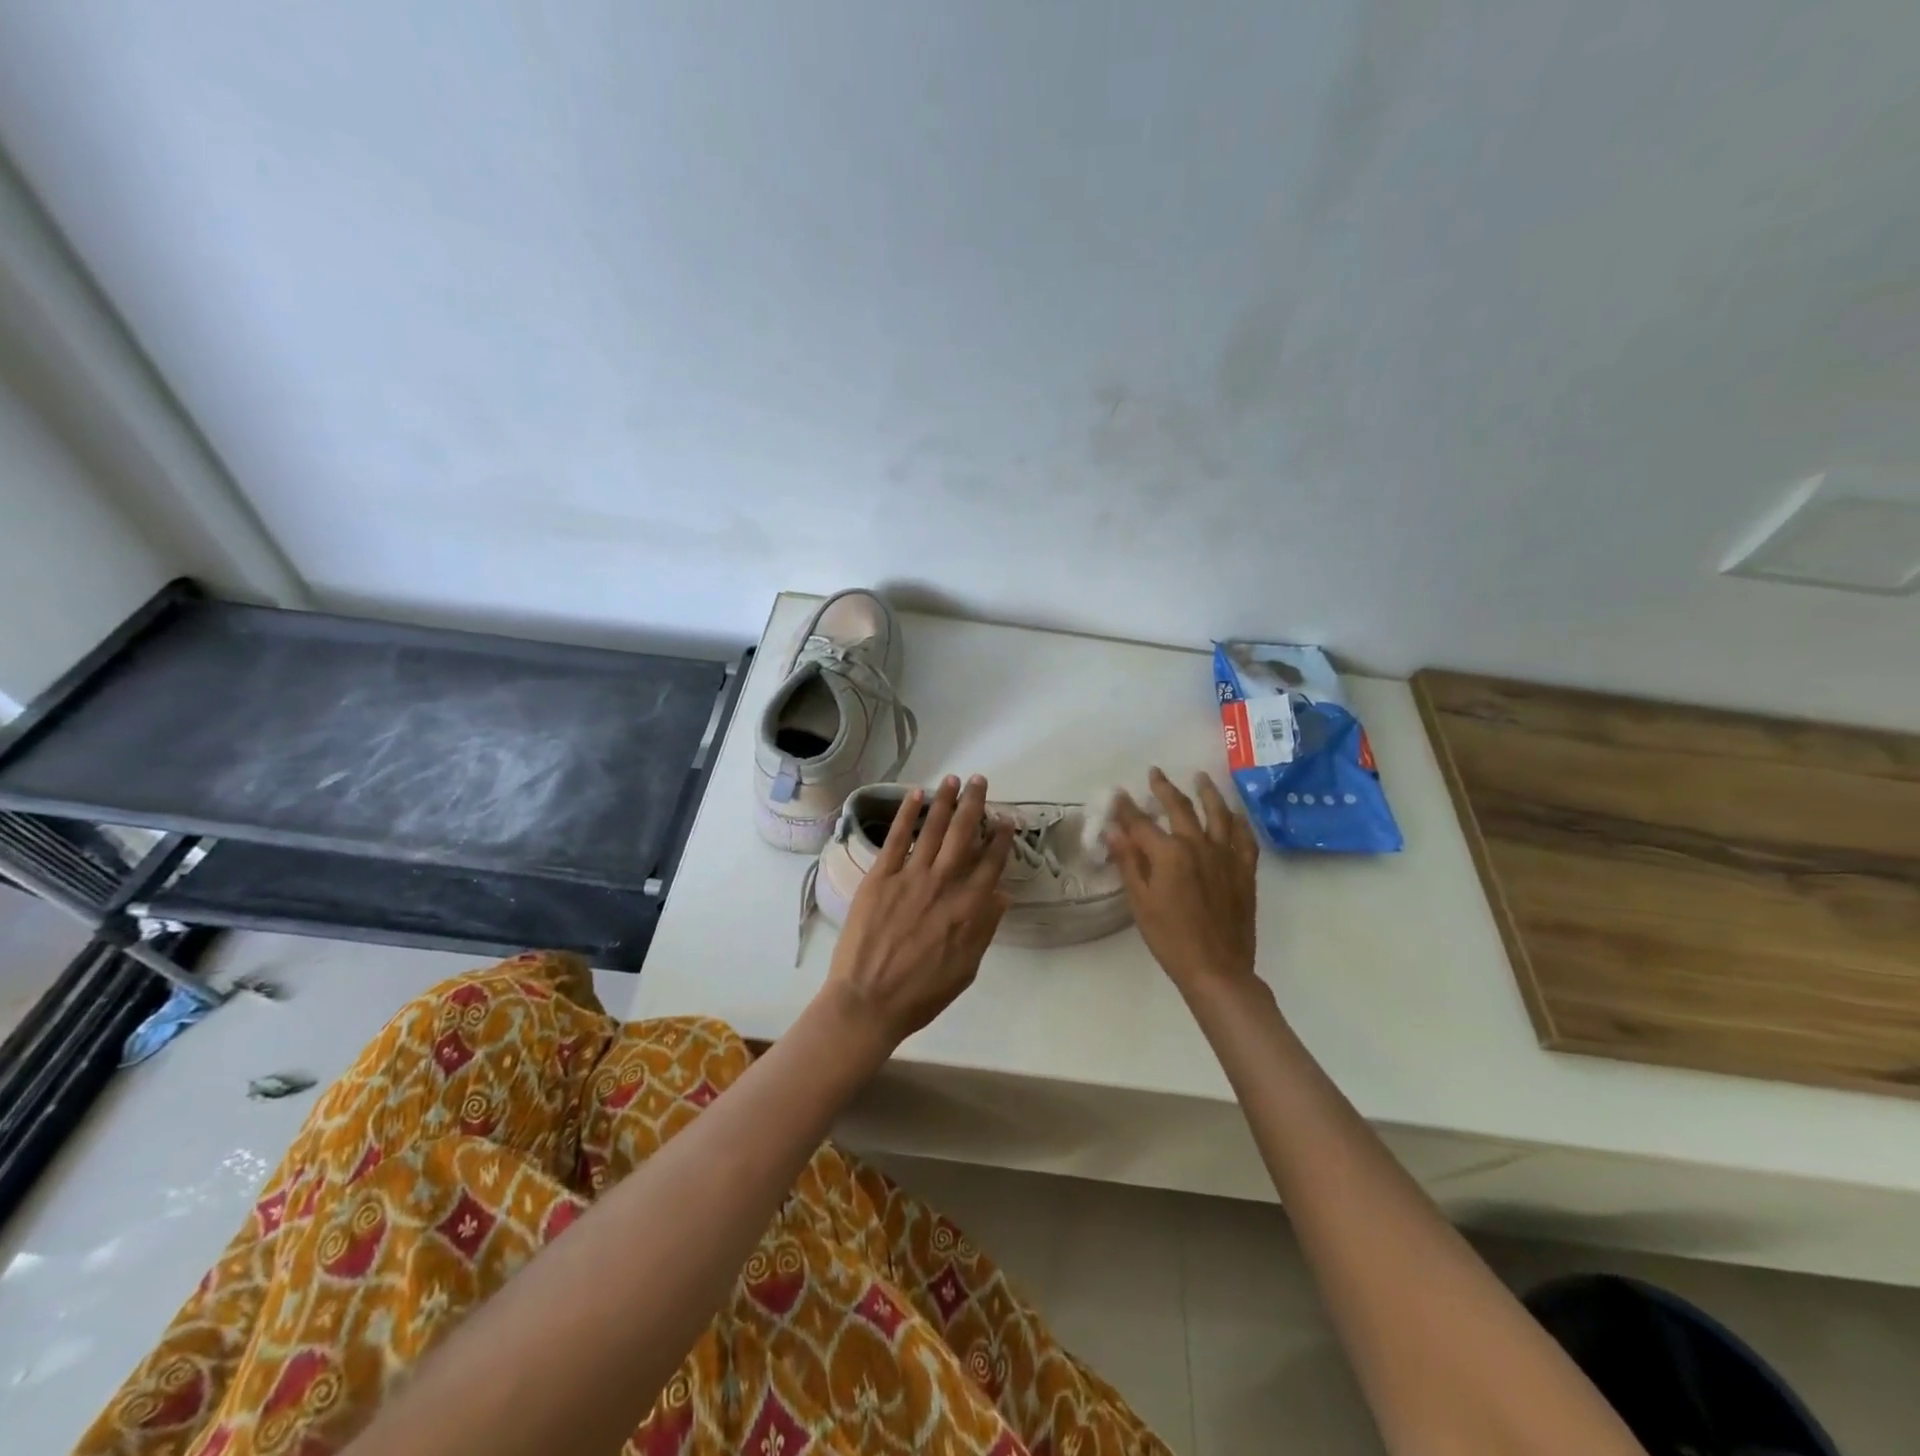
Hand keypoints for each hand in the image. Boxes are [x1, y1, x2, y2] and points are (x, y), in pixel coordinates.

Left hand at [819, 774, 1013, 1052]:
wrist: (868, 1000)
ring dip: (945, 801)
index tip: (1006, 819)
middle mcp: (943, 883)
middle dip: (974, 805)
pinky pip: (896, 838)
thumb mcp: (966, 968)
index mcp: (968, 907)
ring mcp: (910, 877)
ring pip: (932, 829)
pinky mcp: (880, 876)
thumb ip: (984, 928)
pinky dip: (907, 814)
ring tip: (954, 779)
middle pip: (963, 834)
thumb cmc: (921, 993)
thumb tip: (1001, 895)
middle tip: (981, 781)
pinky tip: (916, 795)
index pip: (990, 862)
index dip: (1000, 837)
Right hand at [1106, 768, 1260, 1002]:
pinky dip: (1238, 822)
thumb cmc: (1170, 938)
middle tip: (1155, 773)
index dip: (1126, 807)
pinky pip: (1244, 838)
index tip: (1117, 793)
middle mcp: (1199, 845)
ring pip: (1218, 814)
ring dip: (1207, 792)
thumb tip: (1113, 829)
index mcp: (1169, 853)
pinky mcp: (1245, 871)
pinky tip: (1234, 814)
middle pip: (1180, 808)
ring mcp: (1226, 856)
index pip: (1141, 823)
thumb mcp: (1140, 901)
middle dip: (1164, 788)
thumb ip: (1128, 861)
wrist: (1217, 969)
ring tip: (1201, 777)